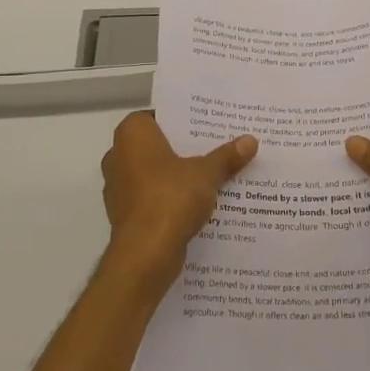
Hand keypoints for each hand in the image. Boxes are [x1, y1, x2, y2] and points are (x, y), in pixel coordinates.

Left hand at [101, 112, 256, 288]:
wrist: (145, 254)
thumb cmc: (170, 197)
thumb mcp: (207, 173)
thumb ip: (226, 156)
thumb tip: (251, 140)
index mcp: (132, 134)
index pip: (158, 117)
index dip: (182, 121)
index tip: (206, 127)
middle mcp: (118, 155)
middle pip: (157, 146)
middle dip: (183, 149)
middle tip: (215, 148)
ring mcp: (118, 187)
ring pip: (154, 173)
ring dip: (176, 176)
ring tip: (211, 176)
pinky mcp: (125, 214)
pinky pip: (151, 197)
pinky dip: (169, 199)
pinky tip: (197, 204)